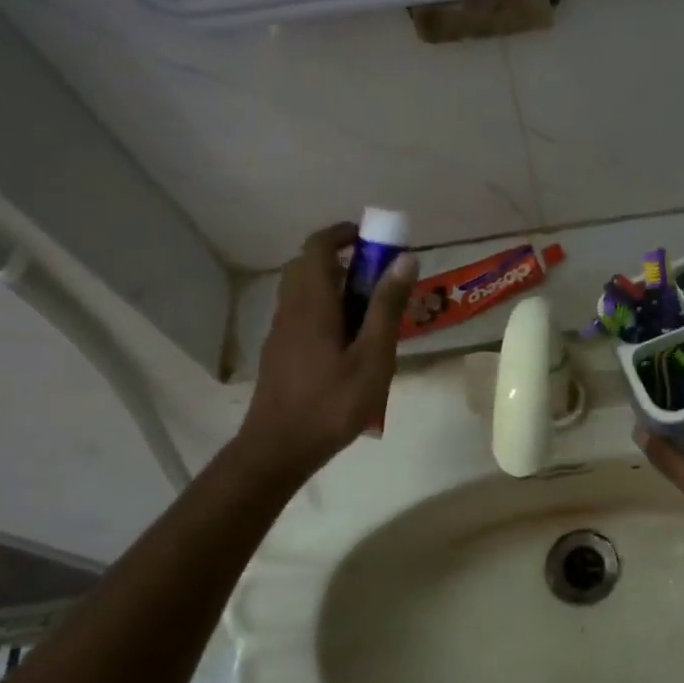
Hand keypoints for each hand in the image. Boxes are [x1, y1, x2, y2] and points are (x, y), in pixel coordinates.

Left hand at [235, 222, 417, 479]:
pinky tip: (350, 344)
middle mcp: (291, 309)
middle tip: (380, 279)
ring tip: (372, 314)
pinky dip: (327, 311)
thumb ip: (387, 307)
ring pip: (305, 292)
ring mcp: (281, 332)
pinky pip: (304, 315)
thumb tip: (405, 260)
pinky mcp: (281, 353)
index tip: (375, 241)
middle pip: (309, 266)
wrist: (278, 449)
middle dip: (344, 260)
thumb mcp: (373, 356)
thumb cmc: (332, 403)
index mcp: (313, 303)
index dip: (344, 233)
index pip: (318, 246)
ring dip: (336, 287)